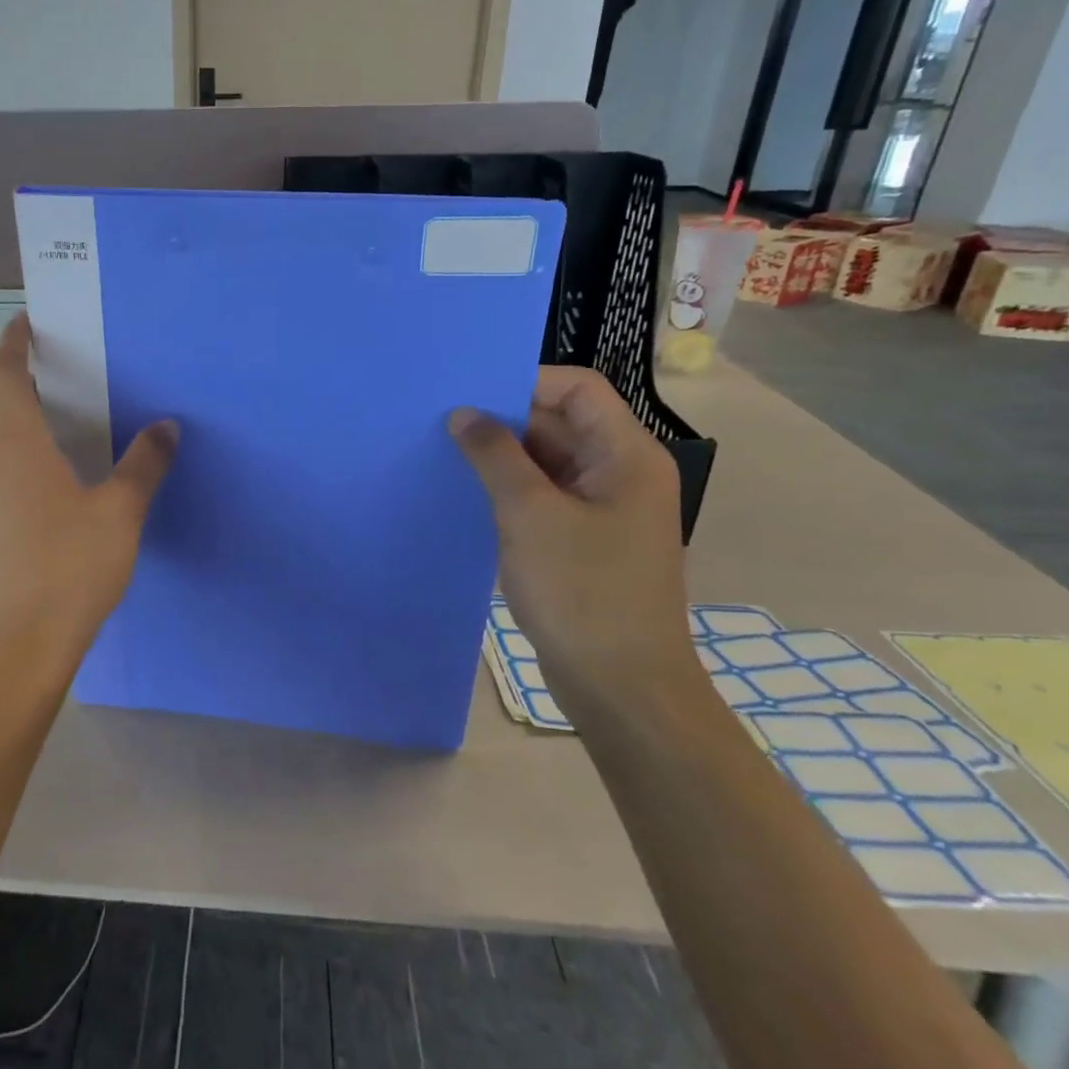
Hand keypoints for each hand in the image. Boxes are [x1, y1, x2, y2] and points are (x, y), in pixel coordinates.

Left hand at [0, 314, 177, 665]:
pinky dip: (15, 450)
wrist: (19, 644)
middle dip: (17, 377)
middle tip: (60, 370)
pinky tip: (51, 474)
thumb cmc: (70, 567)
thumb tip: (167, 425)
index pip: (2, 371)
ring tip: (60, 416)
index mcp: (15, 441)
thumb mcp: (121, 511)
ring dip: (14, 415)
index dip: (12, 340)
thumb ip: (144, 463)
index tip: (29, 321)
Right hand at [450, 368, 698, 715]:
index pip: (577, 388)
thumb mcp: (529, 514)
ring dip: (502, 459)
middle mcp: (620, 474)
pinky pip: (544, 499)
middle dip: (503, 420)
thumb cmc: (582, 591)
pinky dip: (509, 492)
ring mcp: (603, 510)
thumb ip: (495, 455)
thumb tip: (463, 413)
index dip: (524, 381)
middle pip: (560, 423)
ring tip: (445, 456)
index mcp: (626, 455)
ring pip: (547, 463)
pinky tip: (467, 497)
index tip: (468, 393)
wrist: (621, 686)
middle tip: (442, 422)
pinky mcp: (583, 542)